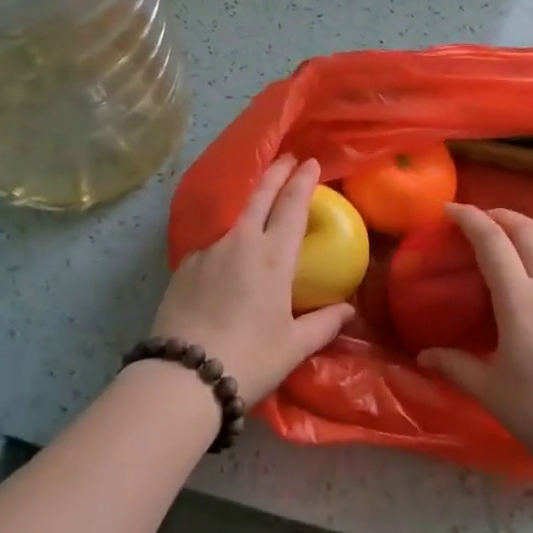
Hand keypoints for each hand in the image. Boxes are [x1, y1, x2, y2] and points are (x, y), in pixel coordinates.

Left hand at [150, 155, 356, 405]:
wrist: (184, 374)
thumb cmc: (250, 358)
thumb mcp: (294, 346)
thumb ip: (324, 323)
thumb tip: (348, 310)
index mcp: (273, 256)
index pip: (292, 206)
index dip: (302, 181)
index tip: (309, 162)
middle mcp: (241, 242)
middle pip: (261, 196)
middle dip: (276, 173)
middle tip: (287, 158)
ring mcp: (209, 251)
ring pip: (235, 220)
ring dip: (250, 208)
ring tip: (259, 212)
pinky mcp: (185, 266)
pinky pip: (213, 246)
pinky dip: (227, 245)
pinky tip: (226, 263)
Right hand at [418, 205, 532, 480]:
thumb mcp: (492, 392)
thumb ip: (456, 366)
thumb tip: (424, 356)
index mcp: (521, 300)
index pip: (492, 241)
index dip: (470, 218)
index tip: (450, 209)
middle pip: (528, 230)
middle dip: (501, 216)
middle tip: (479, 220)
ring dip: (528, 232)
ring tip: (509, 243)